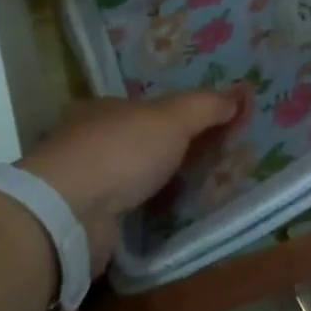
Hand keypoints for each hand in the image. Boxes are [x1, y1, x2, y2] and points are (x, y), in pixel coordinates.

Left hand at [20, 92, 235, 272]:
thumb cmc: (120, 151)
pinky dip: (141, 211)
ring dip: (152, 183)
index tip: (201, 127)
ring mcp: (80, 182)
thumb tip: (241, 91)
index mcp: (100, 108)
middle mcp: (84, 140)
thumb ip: (206, 105)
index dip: (172, 115)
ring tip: (191, 191)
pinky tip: (163, 217)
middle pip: (133, 141)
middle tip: (204, 161)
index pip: (141, 107)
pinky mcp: (82, 219)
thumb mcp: (172, 119)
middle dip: (163, 150)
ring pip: (126, 176)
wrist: (69, 214)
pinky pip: (122, 209)